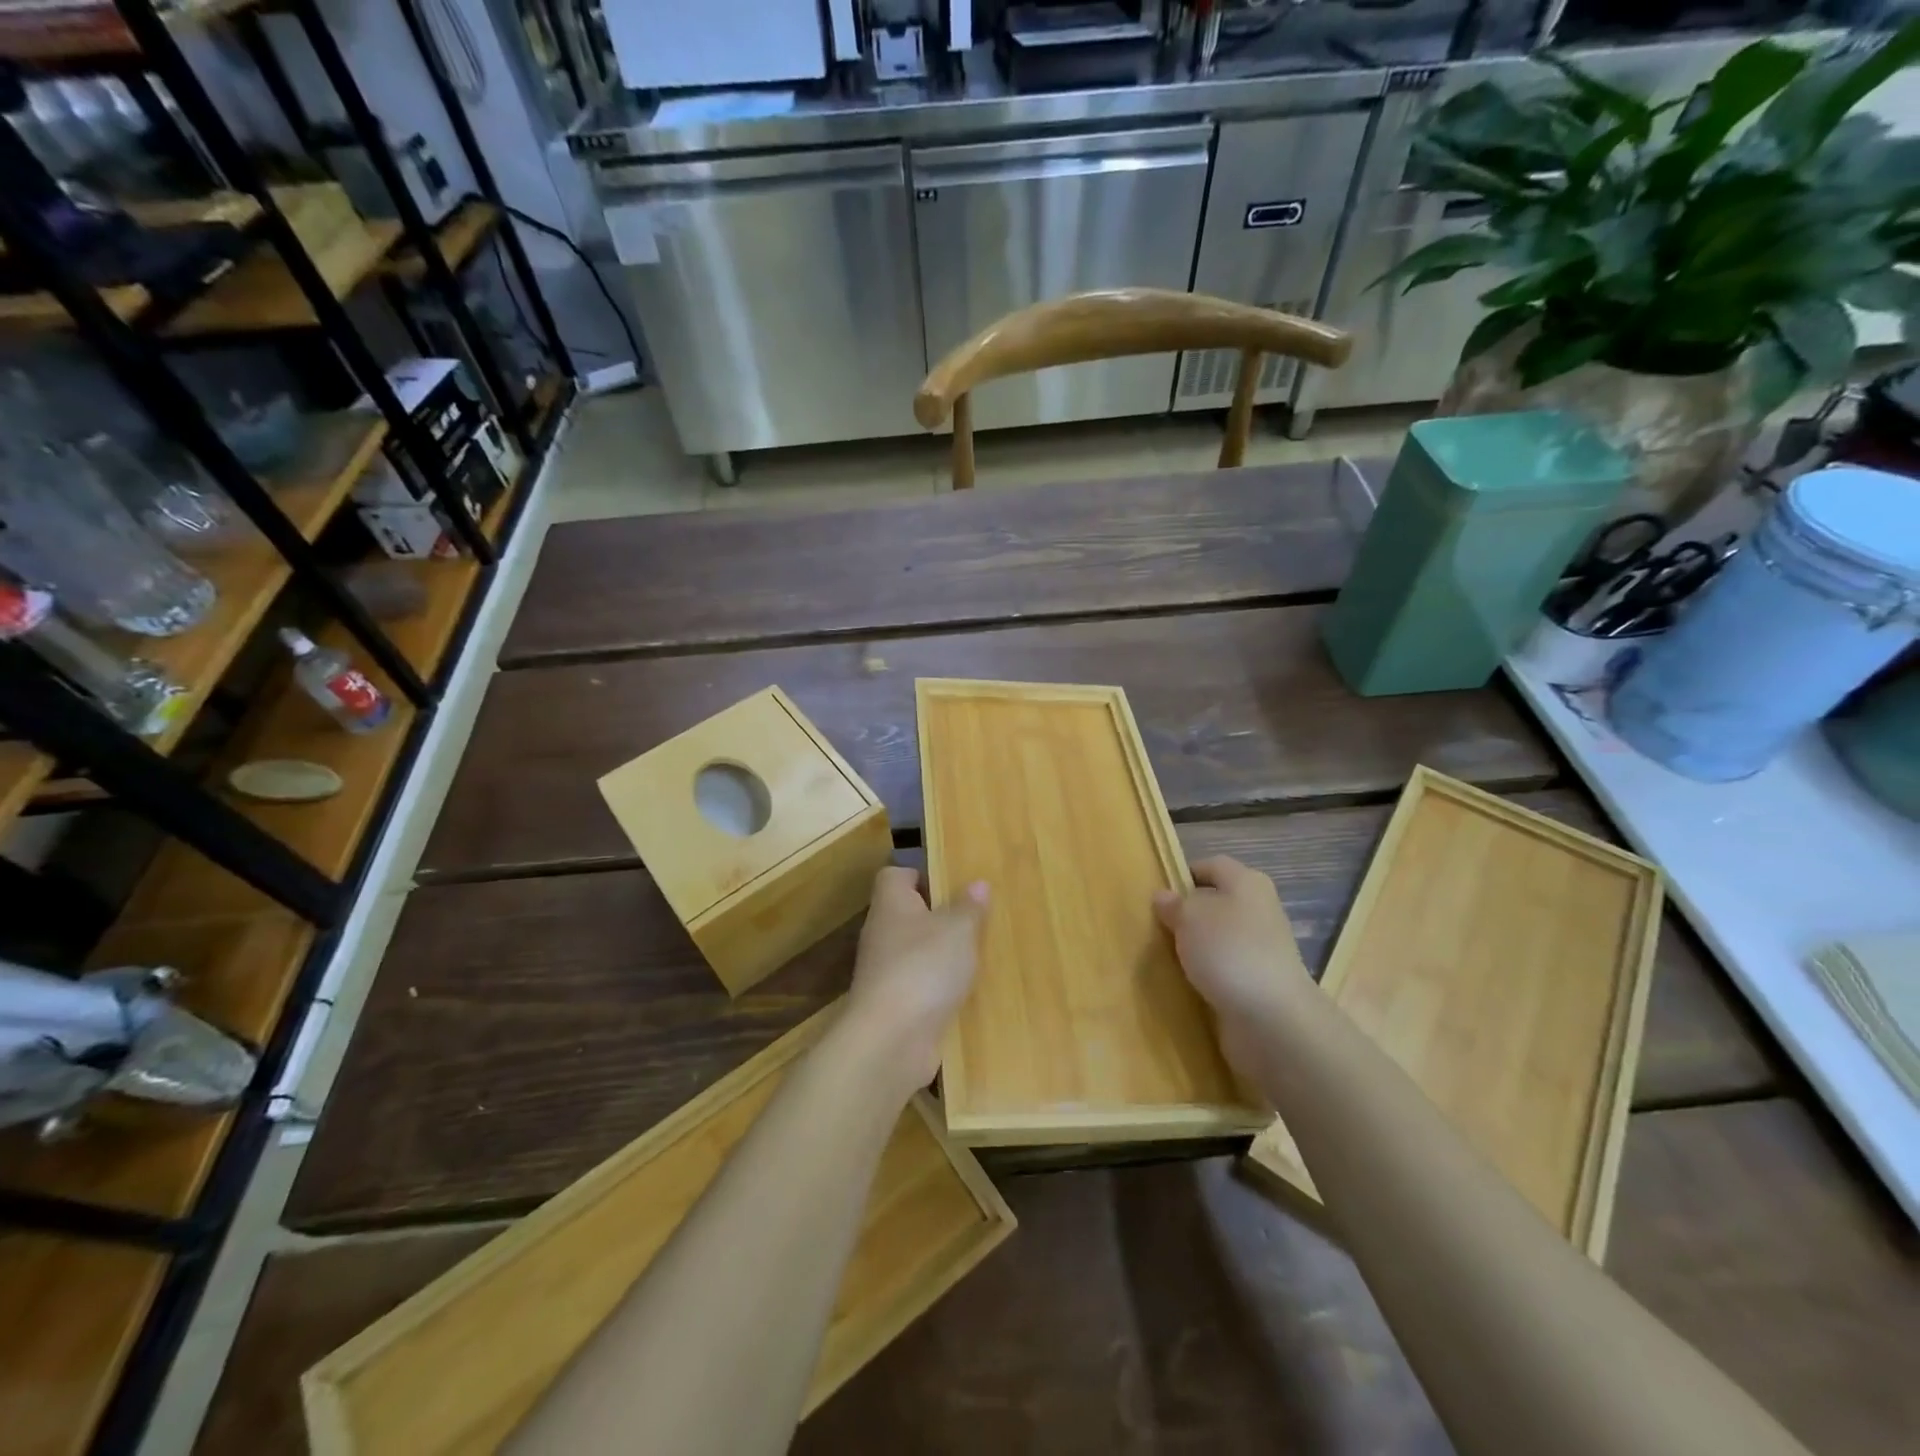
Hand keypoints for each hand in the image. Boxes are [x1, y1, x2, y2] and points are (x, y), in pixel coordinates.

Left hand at [844, 866, 987, 1094]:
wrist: (890, 1041)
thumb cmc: (923, 968)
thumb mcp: (958, 930)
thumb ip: (968, 907)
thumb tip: (976, 884)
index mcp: (891, 904)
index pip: (895, 876)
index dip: (921, 875)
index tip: (952, 883)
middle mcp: (882, 934)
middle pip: (908, 914)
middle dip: (940, 916)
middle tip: (977, 918)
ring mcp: (884, 973)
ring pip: (916, 952)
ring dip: (942, 955)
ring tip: (979, 955)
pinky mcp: (893, 1006)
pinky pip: (920, 986)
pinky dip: (939, 988)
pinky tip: (967, 993)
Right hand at [1154, 856, 1312, 1073]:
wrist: (1272, 1018)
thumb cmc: (1228, 951)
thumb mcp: (1190, 917)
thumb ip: (1174, 904)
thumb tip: (1164, 897)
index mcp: (1247, 882)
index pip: (1211, 865)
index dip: (1183, 874)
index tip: (1157, 894)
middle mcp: (1258, 910)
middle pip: (1216, 902)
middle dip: (1186, 914)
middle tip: (1154, 926)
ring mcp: (1261, 948)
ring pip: (1218, 937)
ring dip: (1194, 946)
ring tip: (1164, 956)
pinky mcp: (1258, 981)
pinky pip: (1224, 968)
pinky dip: (1206, 973)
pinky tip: (1185, 982)